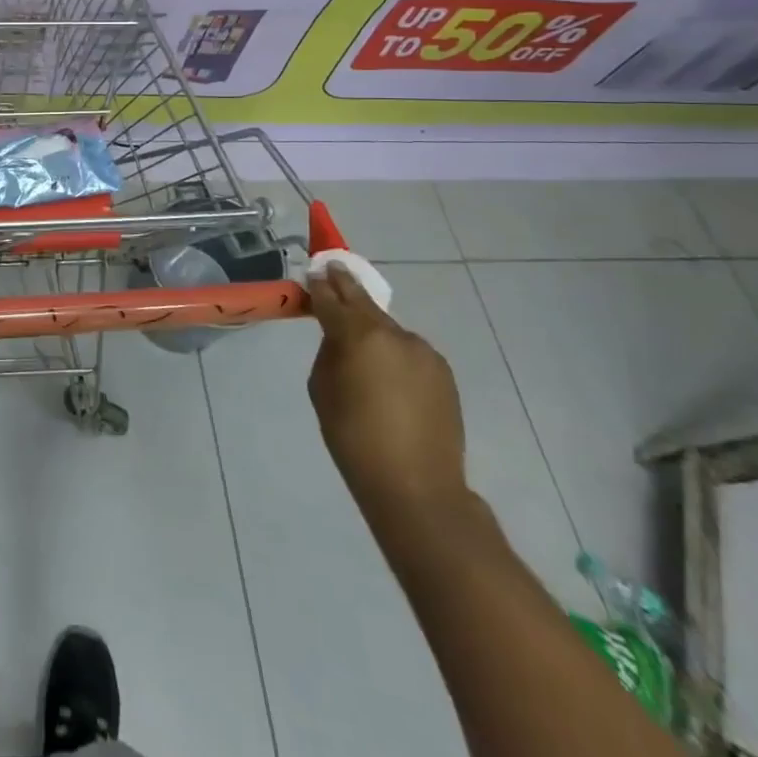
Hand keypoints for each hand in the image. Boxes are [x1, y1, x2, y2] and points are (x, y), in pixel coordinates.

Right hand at [308, 262, 469, 528]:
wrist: (417, 487)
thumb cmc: (354, 438)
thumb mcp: (322, 391)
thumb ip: (329, 353)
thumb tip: (339, 339)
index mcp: (359, 336)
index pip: (332, 298)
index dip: (320, 284)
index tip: (314, 271)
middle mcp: (394, 334)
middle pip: (364, 302)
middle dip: (346, 287)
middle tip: (333, 270)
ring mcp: (423, 352)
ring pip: (388, 329)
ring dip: (372, 328)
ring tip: (360, 344)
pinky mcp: (442, 372)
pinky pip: (408, 352)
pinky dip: (393, 353)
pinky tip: (387, 375)